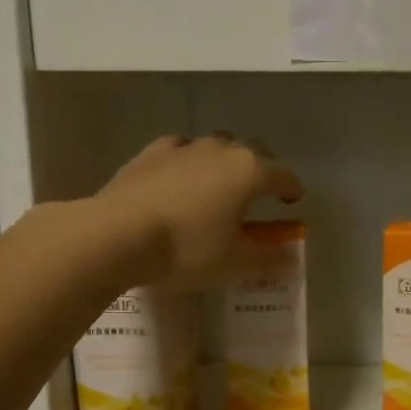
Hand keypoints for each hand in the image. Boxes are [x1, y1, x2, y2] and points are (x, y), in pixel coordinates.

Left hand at [96, 134, 302, 289]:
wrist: (117, 234)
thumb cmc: (187, 249)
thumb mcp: (235, 263)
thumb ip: (269, 259)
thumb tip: (291, 258)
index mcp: (249, 172)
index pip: (283, 175)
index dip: (291, 189)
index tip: (293, 201)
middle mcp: (221, 150)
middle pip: (252, 151)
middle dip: (262, 169)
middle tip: (260, 191)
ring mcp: (184, 147)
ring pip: (215, 146)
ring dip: (224, 162)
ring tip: (219, 185)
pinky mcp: (151, 153)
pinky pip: (181, 151)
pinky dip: (189, 162)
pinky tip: (181, 178)